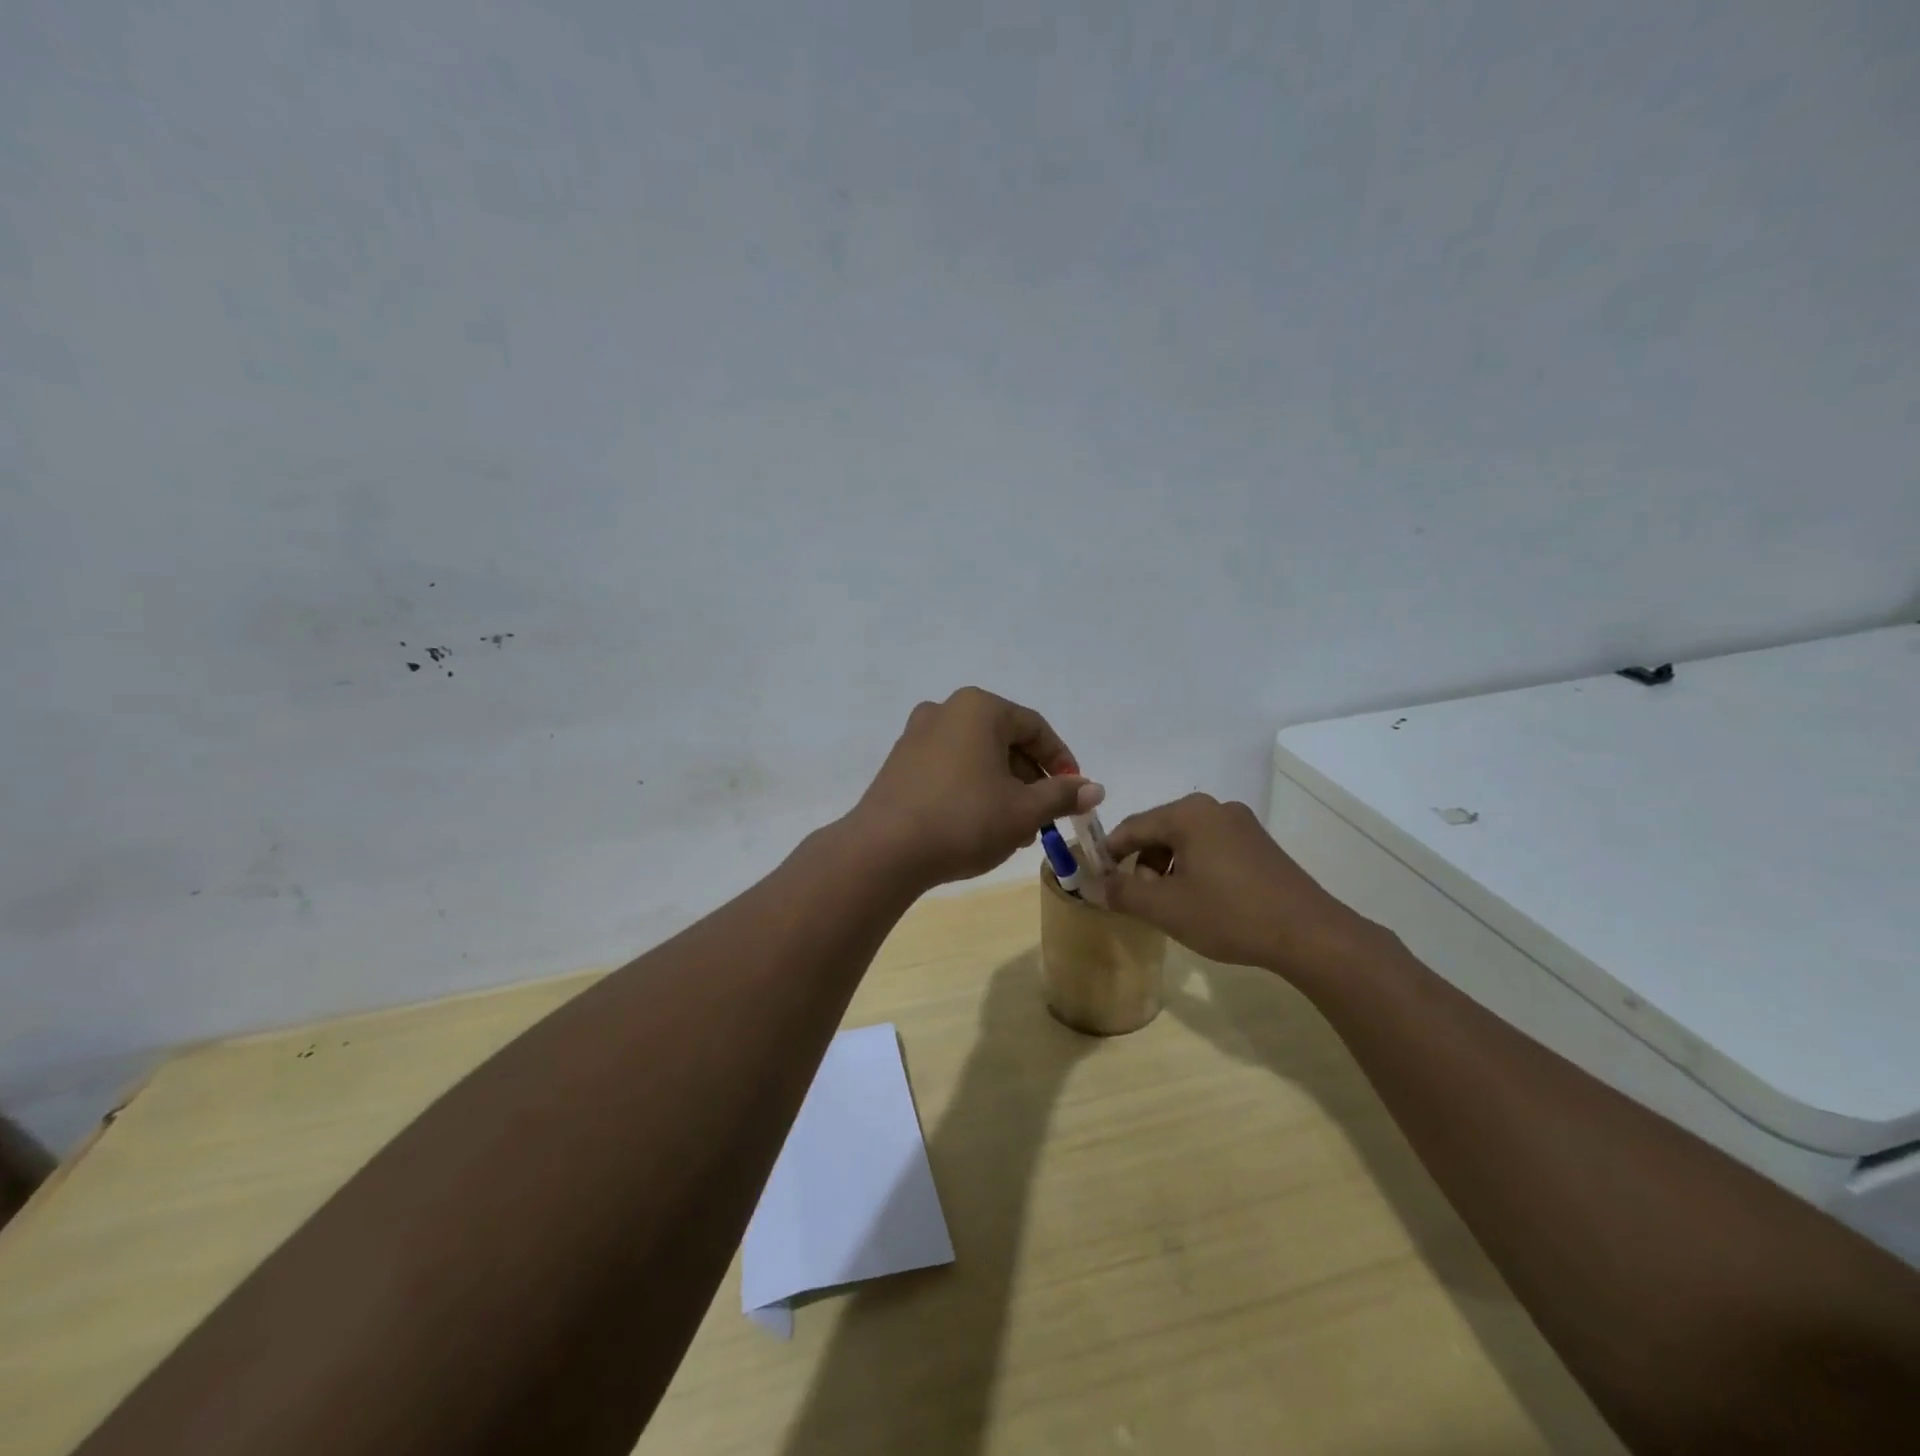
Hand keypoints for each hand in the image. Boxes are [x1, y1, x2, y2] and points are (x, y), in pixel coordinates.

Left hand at [852, 687, 1104, 886]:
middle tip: (1044, 816)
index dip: (1061, 761)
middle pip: (1004, 740)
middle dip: (1030, 779)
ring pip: (977, 756)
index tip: (1075, 794)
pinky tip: (979, 825)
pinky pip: (950, 767)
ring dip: (1003, 788)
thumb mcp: (1023, 811)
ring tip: (1015, 829)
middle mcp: (946, 710)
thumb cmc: (964, 820)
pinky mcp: (900, 762)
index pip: (1035, 728)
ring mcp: (917, 735)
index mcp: (979, 708)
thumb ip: (1062, 795)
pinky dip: (972, 789)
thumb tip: (1094, 789)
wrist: (884, 850)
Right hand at [1103, 794, 1380, 982]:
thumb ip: (1123, 893)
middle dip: (1142, 864)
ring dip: (1168, 869)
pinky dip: (1195, 869)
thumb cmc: (1229, 914)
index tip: (1096, 880)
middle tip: (1137, 899)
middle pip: (1160, 831)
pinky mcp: (1260, 844)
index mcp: (1188, 814)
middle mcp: (1214, 808)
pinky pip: (1211, 848)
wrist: (1309, 934)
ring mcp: (1241, 824)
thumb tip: (1096, 886)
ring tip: (1170, 905)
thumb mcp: (1166, 908)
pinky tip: (1201, 901)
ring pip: (1186, 841)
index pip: (1132, 827)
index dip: (1109, 854)